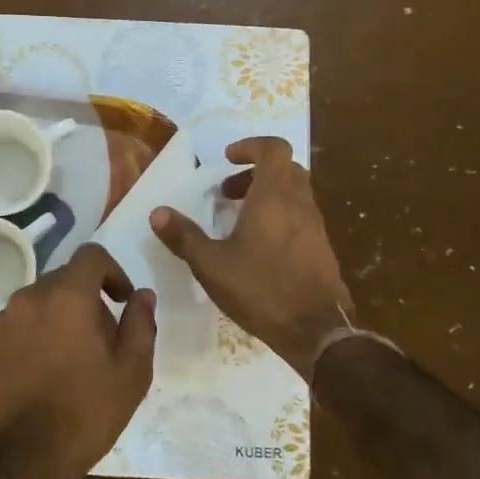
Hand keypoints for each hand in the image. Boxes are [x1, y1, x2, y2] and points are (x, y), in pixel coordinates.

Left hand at [0, 244, 155, 478]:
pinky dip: (31, 338)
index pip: (91, 255)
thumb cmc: (86, 413)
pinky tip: (40, 374)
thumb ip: (140, 323)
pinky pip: (14, 328)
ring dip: (56, 318)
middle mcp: (29, 297)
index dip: (113, 271)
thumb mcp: (132, 371)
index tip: (121, 300)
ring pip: (37, 304)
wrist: (21, 460)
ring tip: (69, 361)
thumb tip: (142, 295)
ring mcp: (0, 322)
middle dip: (86, 300)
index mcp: (67, 296)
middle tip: (101, 339)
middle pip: (63, 280)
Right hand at [151, 136, 350, 379]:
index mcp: (274, 196)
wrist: (317, 332)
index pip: (274, 149)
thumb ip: (184, 236)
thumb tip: (157, 213)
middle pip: (284, 169)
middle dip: (255, 173)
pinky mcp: (322, 250)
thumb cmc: (261, 289)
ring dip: (267, 196)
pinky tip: (259, 248)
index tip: (227, 160)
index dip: (250, 146)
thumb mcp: (211, 264)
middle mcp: (299, 204)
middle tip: (227, 193)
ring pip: (294, 194)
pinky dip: (279, 218)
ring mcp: (315, 227)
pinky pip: (300, 218)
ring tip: (238, 221)